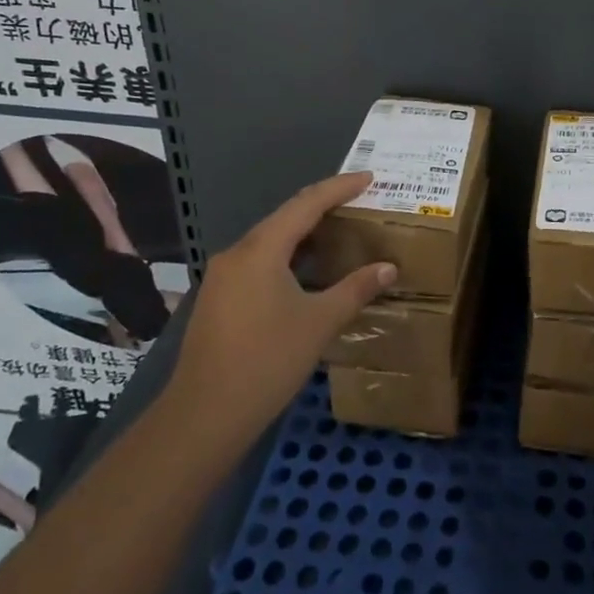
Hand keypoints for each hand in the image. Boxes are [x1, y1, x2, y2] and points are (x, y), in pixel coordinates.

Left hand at [171, 172, 395, 442]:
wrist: (204, 416)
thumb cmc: (267, 361)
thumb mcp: (320, 322)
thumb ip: (356, 289)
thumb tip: (389, 267)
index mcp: (262, 249)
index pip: (307, 204)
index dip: (339, 188)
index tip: (368, 177)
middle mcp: (238, 253)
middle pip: (286, 217)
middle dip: (323, 206)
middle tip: (358, 201)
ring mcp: (223, 277)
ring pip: (270, 240)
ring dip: (304, 233)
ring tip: (339, 231)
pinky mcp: (219, 299)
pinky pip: (259, 261)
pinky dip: (288, 255)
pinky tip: (307, 270)